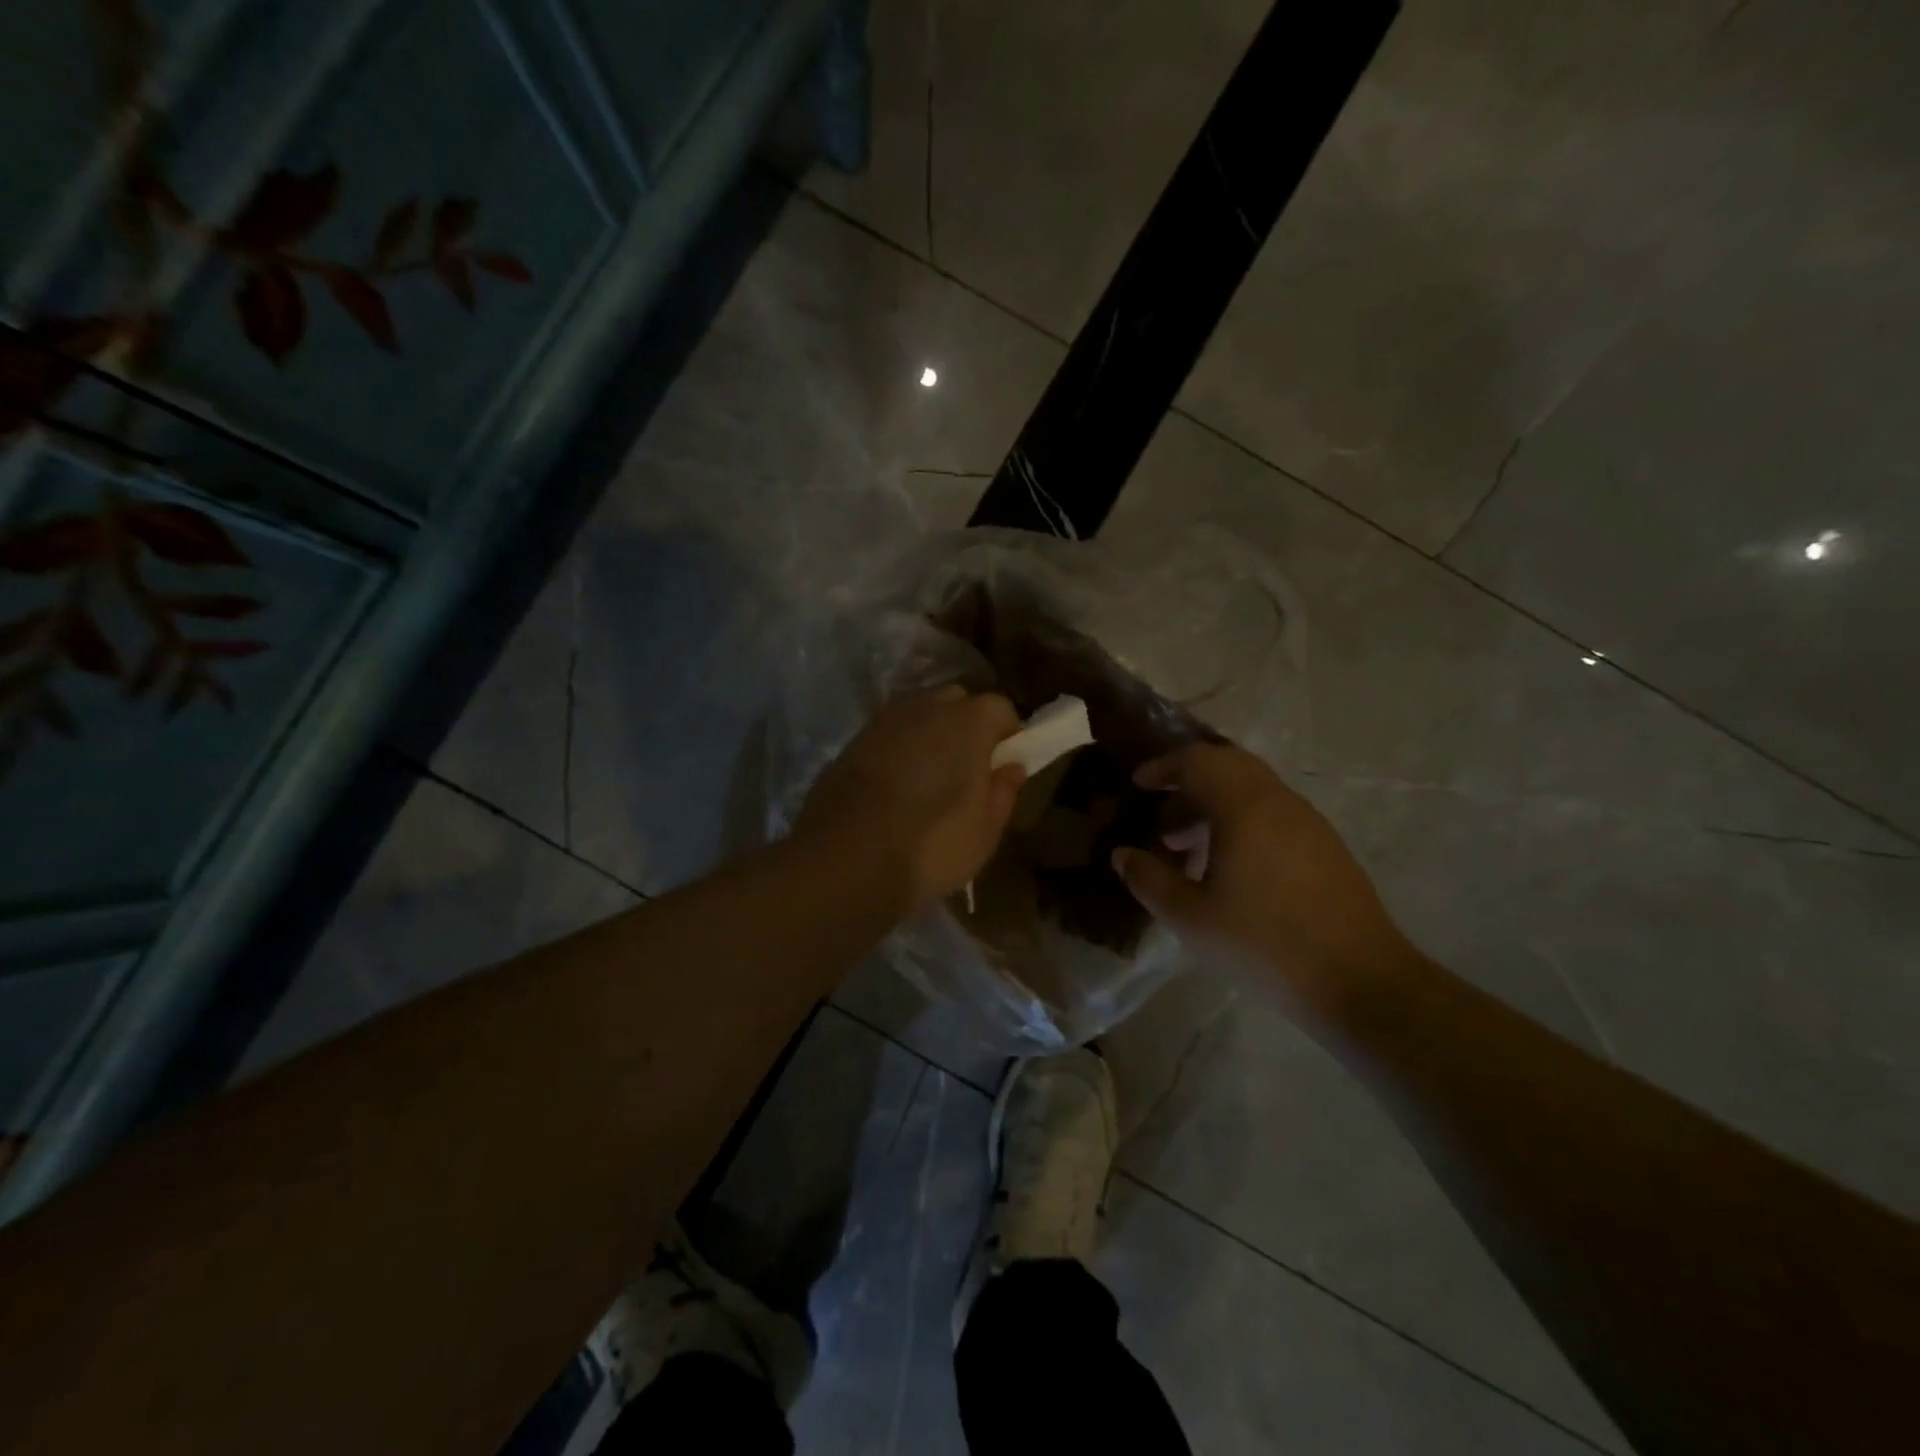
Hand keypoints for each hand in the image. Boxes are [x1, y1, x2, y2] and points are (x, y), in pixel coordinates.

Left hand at [795, 687, 1026, 917]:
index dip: (1007, 735)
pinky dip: (897, 750)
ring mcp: (882, 722)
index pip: (1000, 708)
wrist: (844, 863)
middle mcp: (924, 708)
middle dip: (967, 726)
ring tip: (928, 779)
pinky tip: (894, 788)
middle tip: (967, 770)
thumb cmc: (930, 847)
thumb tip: (1013, 766)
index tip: (1003, 766)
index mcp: (967, 722)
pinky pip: (887, 736)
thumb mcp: (984, 831)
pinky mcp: (851, 743)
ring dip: (929, 735)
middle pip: (956, 701)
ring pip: (917, 715)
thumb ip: (1003, 791)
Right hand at [1111, 743, 1419, 1018]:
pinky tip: (1227, 865)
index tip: (1137, 785)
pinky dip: (1240, 818)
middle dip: (1187, 779)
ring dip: (1214, 801)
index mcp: (1243, 806)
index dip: (1162, 766)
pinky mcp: (1324, 844)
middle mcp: (1277, 800)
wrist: (1359, 980)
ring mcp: (1307, 820)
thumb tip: (1123, 854)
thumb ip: (1149, 880)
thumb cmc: (1264, 944)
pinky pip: (1272, 811)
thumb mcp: (1191, 918)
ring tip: (1185, 844)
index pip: (1196, 760)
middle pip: (1227, 764)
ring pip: (1251, 788)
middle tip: (1158, 811)